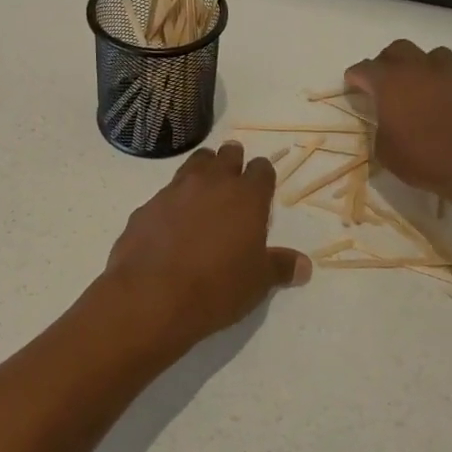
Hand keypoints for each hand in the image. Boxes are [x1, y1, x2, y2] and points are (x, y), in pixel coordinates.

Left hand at [99, 141, 310, 353]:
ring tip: (204, 189)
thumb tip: (304, 265)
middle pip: (226, 156)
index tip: (262, 187)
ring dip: (202, 171)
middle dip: (232, 161)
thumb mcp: (257, 283)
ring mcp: (175, 190)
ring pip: (193, 164)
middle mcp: (211, 183)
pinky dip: (173, 201)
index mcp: (246, 197)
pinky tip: (171, 223)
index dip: (262, 176)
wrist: (152, 296)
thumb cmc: (217, 287)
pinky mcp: (147, 206)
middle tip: (233, 176)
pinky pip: (165, 194)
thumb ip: (281, 267)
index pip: (261, 170)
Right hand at [345, 40, 451, 201]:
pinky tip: (447, 100)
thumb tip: (387, 126)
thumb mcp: (387, 153)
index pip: (364, 69)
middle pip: (398, 49)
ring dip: (421, 65)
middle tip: (384, 81)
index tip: (352, 85)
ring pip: (432, 54)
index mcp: (389, 82)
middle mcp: (418, 69)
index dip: (355, 77)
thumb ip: (381, 132)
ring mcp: (449, 75)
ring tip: (419, 84)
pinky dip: (447, 83)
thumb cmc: (426, 157)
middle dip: (387, 61)